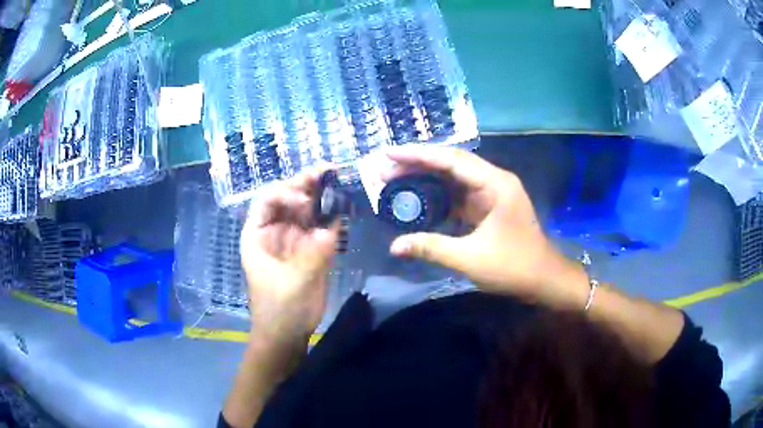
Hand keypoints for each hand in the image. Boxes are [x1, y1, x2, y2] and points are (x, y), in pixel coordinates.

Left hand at [240, 170, 338, 345]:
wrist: (288, 334)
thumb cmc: (279, 310)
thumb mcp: (293, 283)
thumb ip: (312, 255)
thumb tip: (332, 228)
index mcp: (258, 234)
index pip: (267, 201)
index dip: (285, 193)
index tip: (304, 201)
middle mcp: (275, 230)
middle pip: (288, 198)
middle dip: (306, 183)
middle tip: (329, 169)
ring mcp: (295, 238)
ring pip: (307, 209)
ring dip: (322, 194)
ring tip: (340, 178)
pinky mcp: (312, 248)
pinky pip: (322, 225)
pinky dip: (333, 215)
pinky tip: (346, 204)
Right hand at [385, 146, 587, 309]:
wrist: (543, 280)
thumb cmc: (514, 267)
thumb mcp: (471, 259)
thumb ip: (431, 248)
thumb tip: (394, 247)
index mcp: (495, 184)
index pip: (451, 160)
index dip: (418, 155)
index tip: (389, 155)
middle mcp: (493, 181)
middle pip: (450, 164)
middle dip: (417, 166)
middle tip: (384, 171)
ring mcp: (490, 194)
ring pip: (452, 179)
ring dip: (425, 179)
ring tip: (393, 182)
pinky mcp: (487, 208)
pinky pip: (457, 196)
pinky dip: (436, 197)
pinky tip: (417, 200)